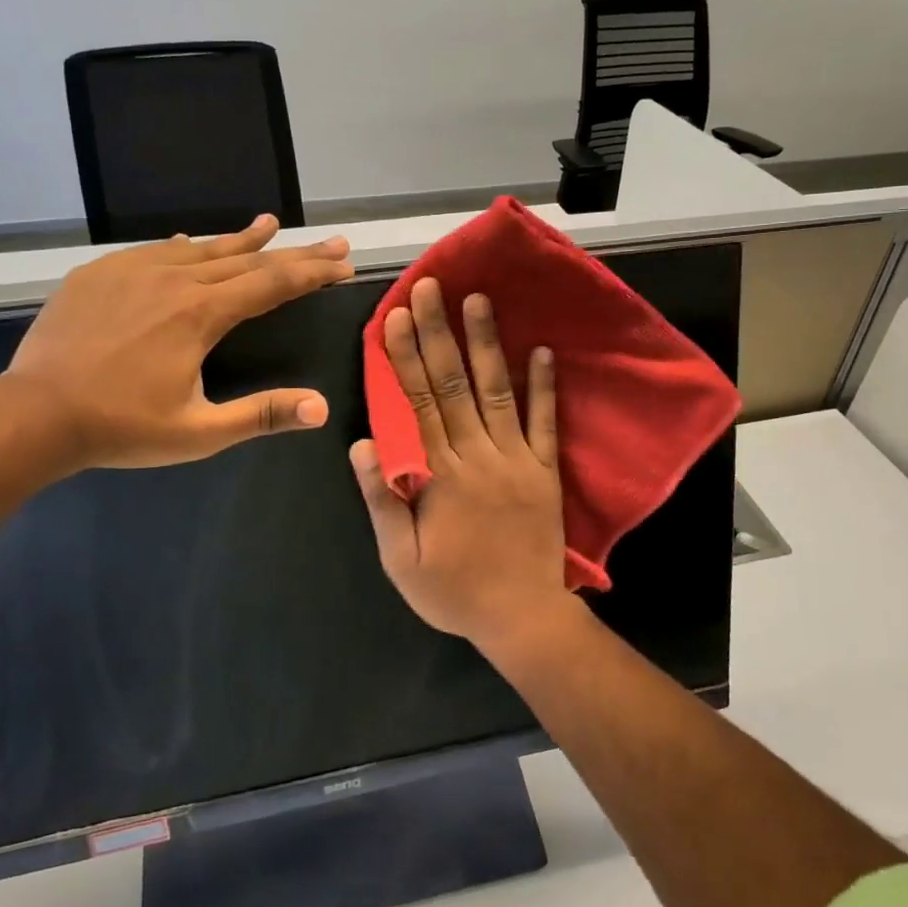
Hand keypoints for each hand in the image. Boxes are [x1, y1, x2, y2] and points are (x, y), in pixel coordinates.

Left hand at [5, 216, 353, 470]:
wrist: (33, 412)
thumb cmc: (121, 426)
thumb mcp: (198, 432)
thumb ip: (261, 415)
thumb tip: (321, 408)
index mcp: (201, 314)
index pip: (272, 283)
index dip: (312, 272)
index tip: (343, 262)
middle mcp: (173, 279)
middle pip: (246, 259)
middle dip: (293, 252)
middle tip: (331, 242)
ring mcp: (133, 269)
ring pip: (200, 247)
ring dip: (240, 239)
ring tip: (269, 224)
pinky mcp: (101, 272)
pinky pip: (155, 250)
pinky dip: (185, 246)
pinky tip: (190, 241)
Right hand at [350, 278, 572, 653]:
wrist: (523, 618)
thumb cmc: (455, 592)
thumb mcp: (401, 560)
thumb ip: (383, 501)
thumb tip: (361, 445)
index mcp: (442, 475)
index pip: (417, 404)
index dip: (405, 358)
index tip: (396, 317)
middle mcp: (480, 455)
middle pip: (454, 385)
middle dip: (440, 332)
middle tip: (433, 287)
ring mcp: (518, 460)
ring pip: (499, 392)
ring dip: (488, 344)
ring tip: (480, 300)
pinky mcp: (546, 470)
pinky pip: (546, 422)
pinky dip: (545, 386)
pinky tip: (544, 350)